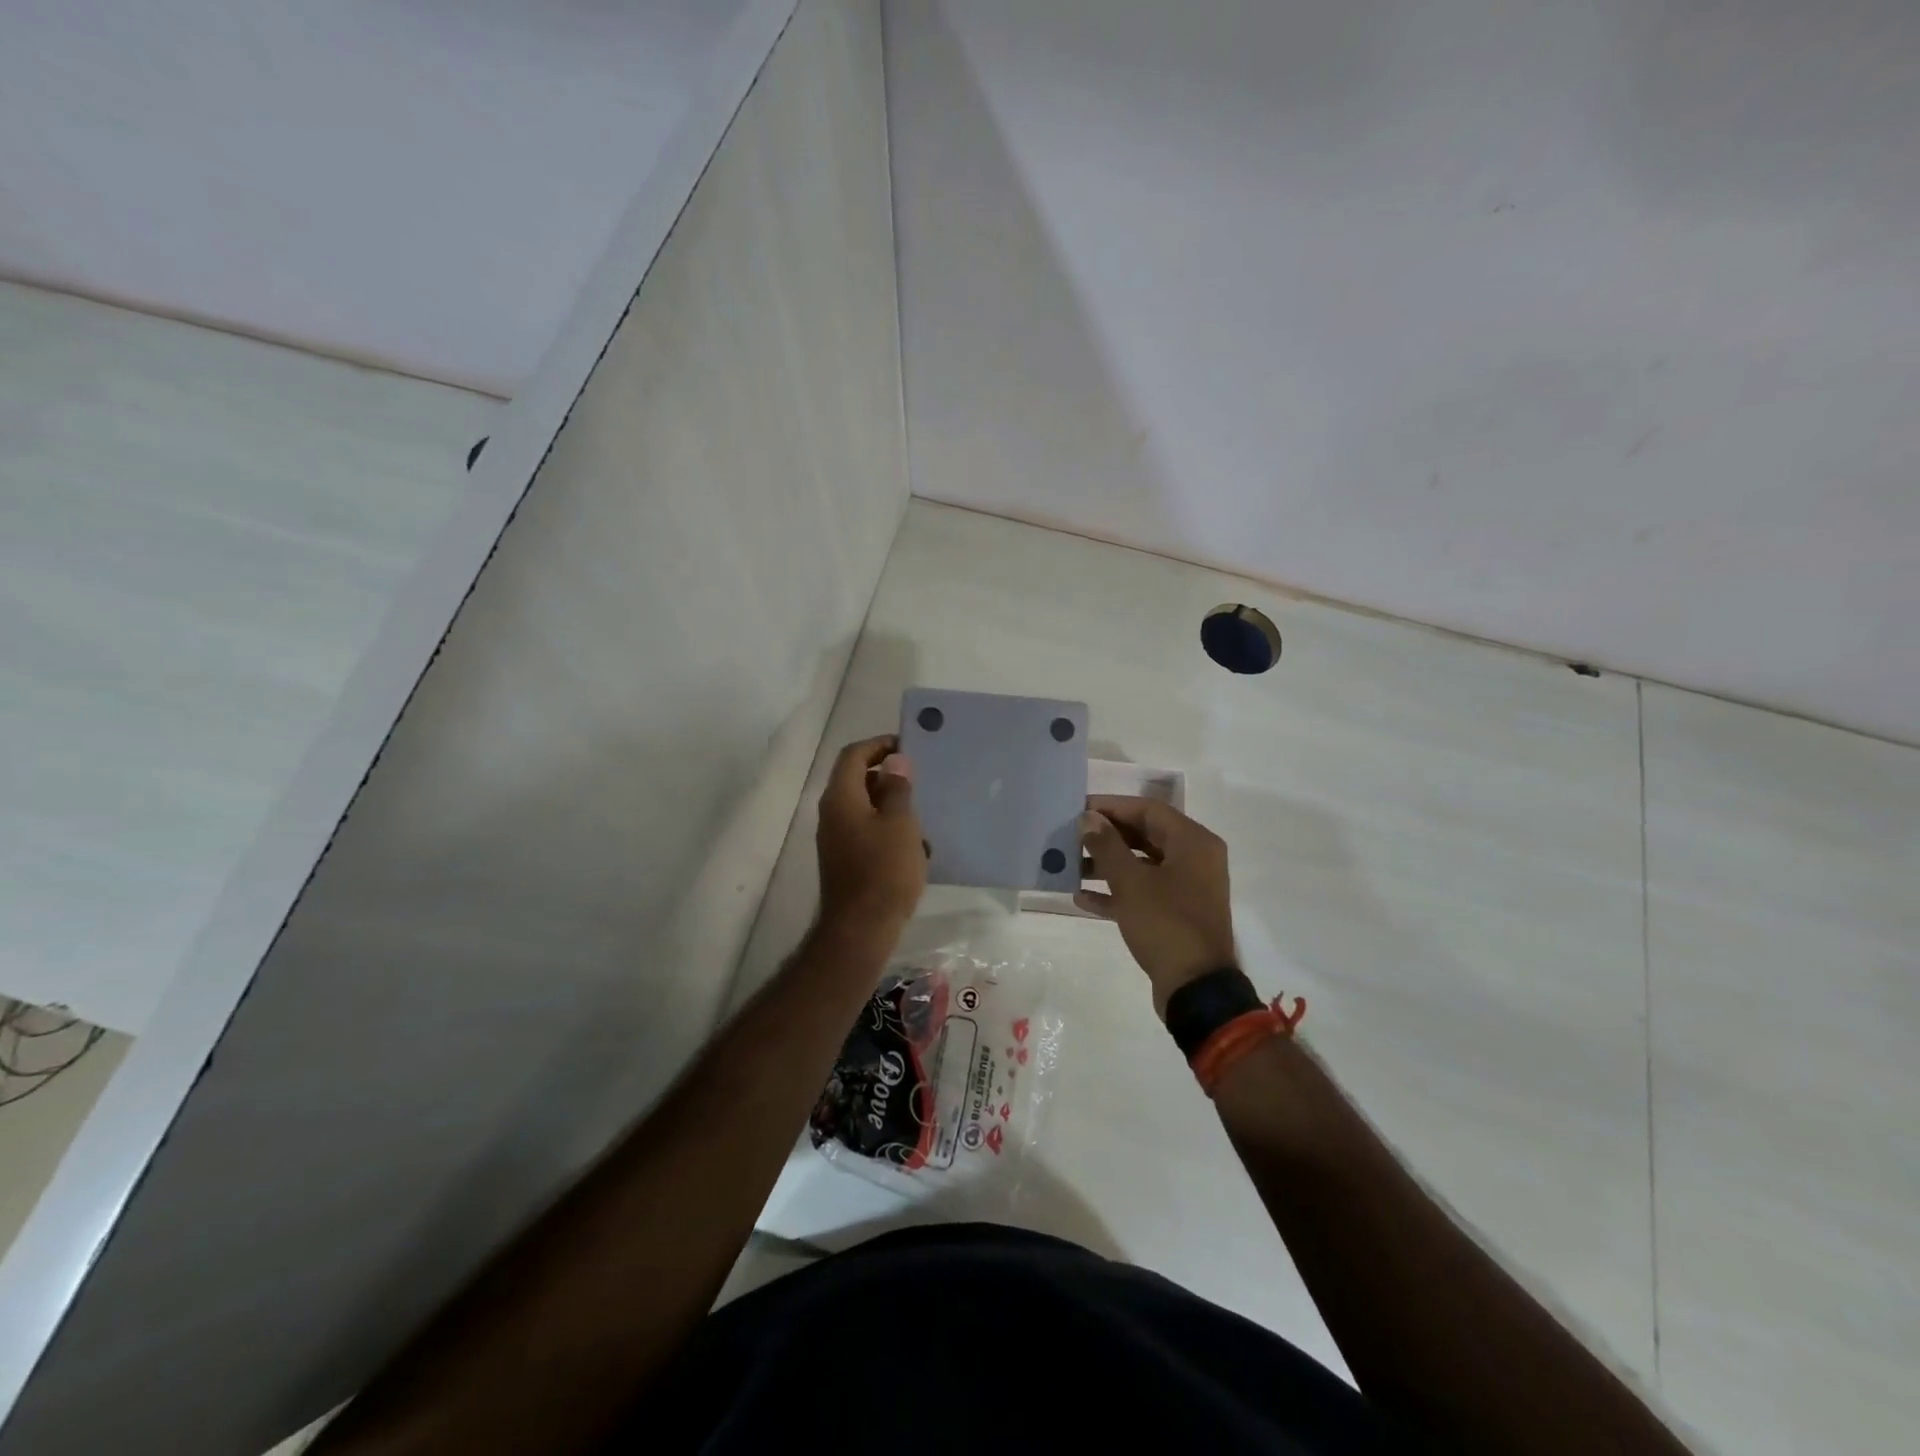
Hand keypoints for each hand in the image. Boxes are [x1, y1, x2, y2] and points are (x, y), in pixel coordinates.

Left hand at [815, 735, 926, 932]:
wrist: (861, 929)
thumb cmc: (884, 871)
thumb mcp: (900, 823)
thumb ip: (897, 788)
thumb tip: (895, 761)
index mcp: (841, 797)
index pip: (853, 755)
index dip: (879, 745)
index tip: (908, 747)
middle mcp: (832, 813)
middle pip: (857, 780)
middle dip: (889, 777)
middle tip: (920, 781)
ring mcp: (836, 838)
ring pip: (865, 808)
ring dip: (892, 806)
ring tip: (922, 817)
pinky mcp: (845, 860)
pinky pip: (867, 832)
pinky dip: (888, 830)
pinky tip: (914, 848)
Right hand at [1077, 796, 1237, 1016]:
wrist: (1195, 988)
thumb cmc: (1165, 924)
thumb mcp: (1131, 882)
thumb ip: (1107, 846)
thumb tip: (1088, 819)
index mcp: (1193, 843)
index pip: (1148, 810)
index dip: (1112, 806)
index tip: (1079, 809)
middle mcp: (1195, 859)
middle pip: (1145, 835)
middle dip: (1107, 836)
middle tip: (1071, 835)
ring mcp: (1187, 889)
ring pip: (1142, 865)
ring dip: (1107, 864)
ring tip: (1070, 865)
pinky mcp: (1176, 915)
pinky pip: (1143, 892)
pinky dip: (1116, 892)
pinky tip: (1082, 897)